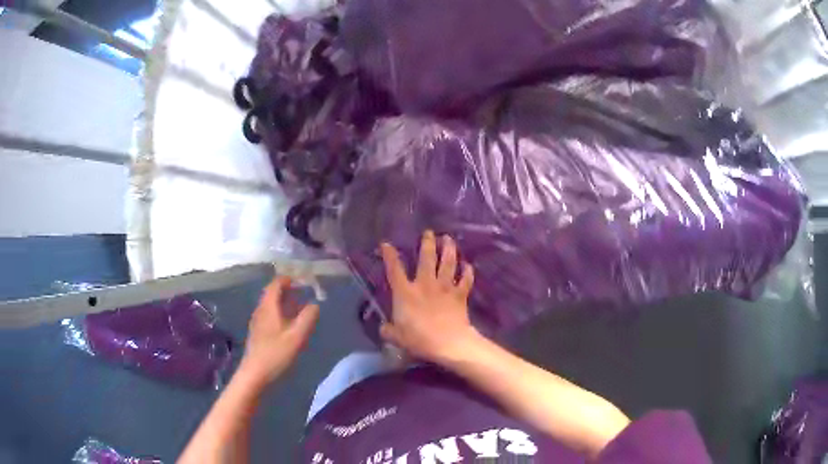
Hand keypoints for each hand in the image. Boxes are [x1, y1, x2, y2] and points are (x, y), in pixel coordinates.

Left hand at [239, 276, 318, 384]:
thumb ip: (307, 318)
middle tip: (304, 292)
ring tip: (300, 307)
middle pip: (272, 293)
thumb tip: (315, 304)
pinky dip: (280, 313)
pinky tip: (289, 324)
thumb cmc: (275, 354)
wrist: (255, 374)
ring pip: (271, 305)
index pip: (276, 284)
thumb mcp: (296, 336)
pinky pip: (270, 315)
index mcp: (268, 307)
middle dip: (288, 290)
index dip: (289, 279)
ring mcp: (257, 322)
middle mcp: (260, 310)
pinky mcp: (258, 333)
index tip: (303, 280)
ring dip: (284, 302)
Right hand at [379, 230, 478, 363]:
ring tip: (448, 239)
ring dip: (448, 249)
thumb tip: (384, 328)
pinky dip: (467, 271)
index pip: (394, 270)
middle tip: (429, 233)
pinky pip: (465, 279)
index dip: (389, 255)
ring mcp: (444, 288)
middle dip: (427, 243)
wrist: (448, 343)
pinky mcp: (460, 295)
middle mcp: (425, 284)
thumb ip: (388, 330)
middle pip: (426, 258)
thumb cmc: (418, 339)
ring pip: (448, 263)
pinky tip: (468, 265)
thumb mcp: (396, 337)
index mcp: (405, 293)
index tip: (386, 244)